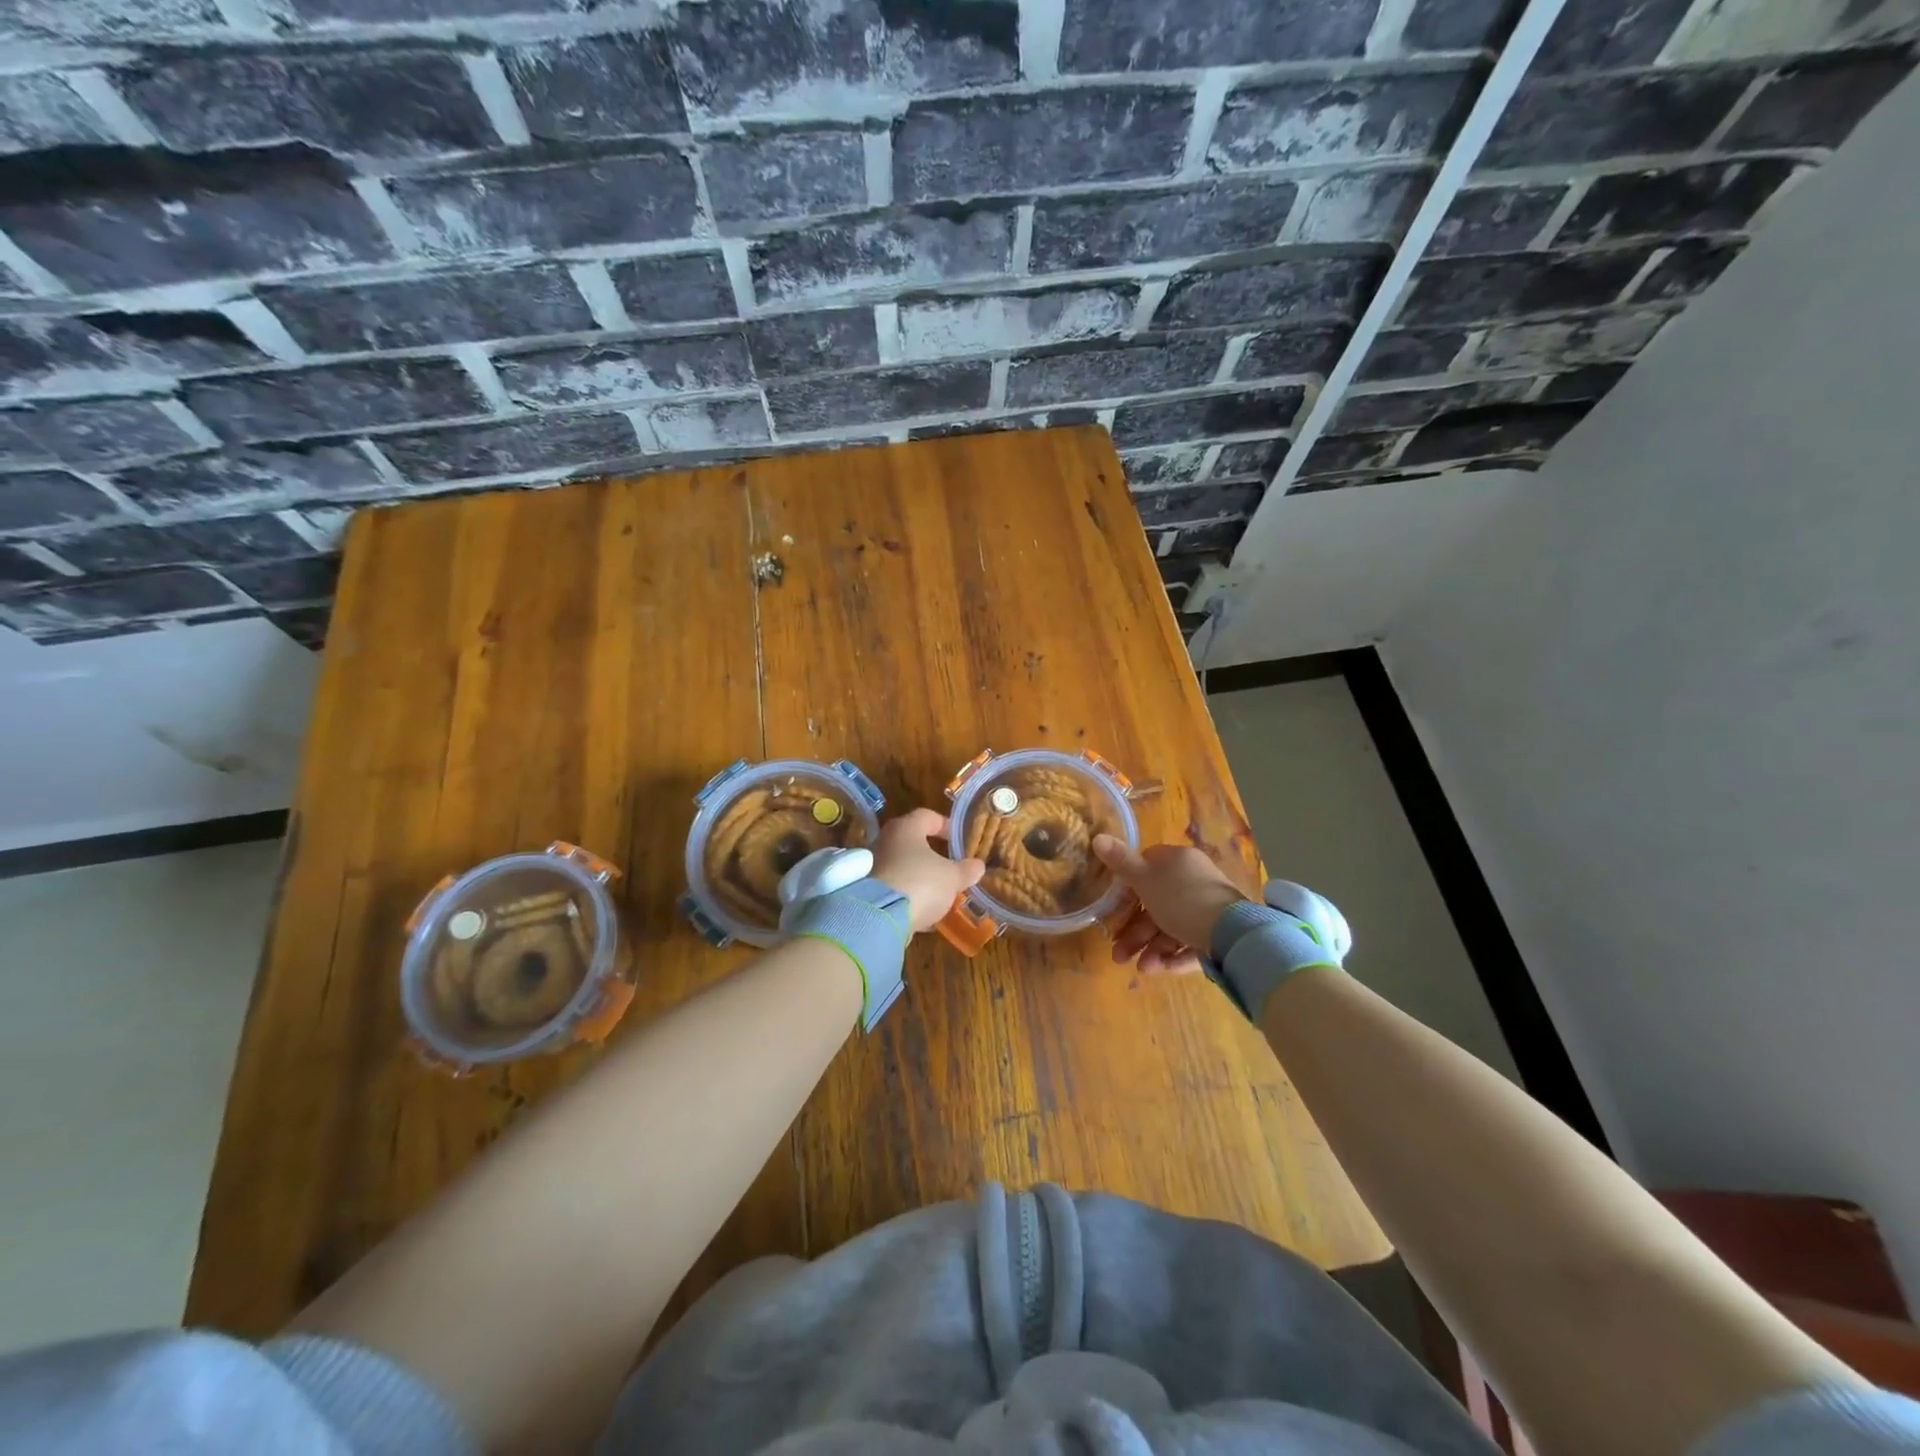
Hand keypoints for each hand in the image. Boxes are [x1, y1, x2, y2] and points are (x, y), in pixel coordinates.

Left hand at [871, 808, 985, 931]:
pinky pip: (892, 887)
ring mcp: (872, 866)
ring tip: (937, 892)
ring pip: (900, 866)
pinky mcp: (865, 891)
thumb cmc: (920, 883)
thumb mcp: (951, 877)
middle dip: (930, 853)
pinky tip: (921, 911)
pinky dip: (907, 895)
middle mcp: (884, 841)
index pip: (927, 816)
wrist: (878, 917)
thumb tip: (978, 865)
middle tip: (948, 864)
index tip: (958, 837)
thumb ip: (965, 870)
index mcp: (905, 828)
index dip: (945, 825)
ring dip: (918, 876)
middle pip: (910, 841)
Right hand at [1093, 836, 1247, 975]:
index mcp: (1177, 861)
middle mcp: (1194, 880)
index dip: (1128, 887)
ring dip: (1152, 948)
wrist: (1231, 933)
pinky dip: (1175, 955)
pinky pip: (1191, 942)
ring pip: (1172, 927)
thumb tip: (1097, 837)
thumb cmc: (1180, 899)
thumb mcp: (1144, 879)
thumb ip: (1120, 861)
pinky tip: (1163, 969)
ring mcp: (1208, 907)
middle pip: (1157, 904)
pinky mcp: (1219, 933)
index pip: (1148, 867)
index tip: (1114, 908)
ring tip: (1142, 969)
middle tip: (1118, 954)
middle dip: (1135, 931)